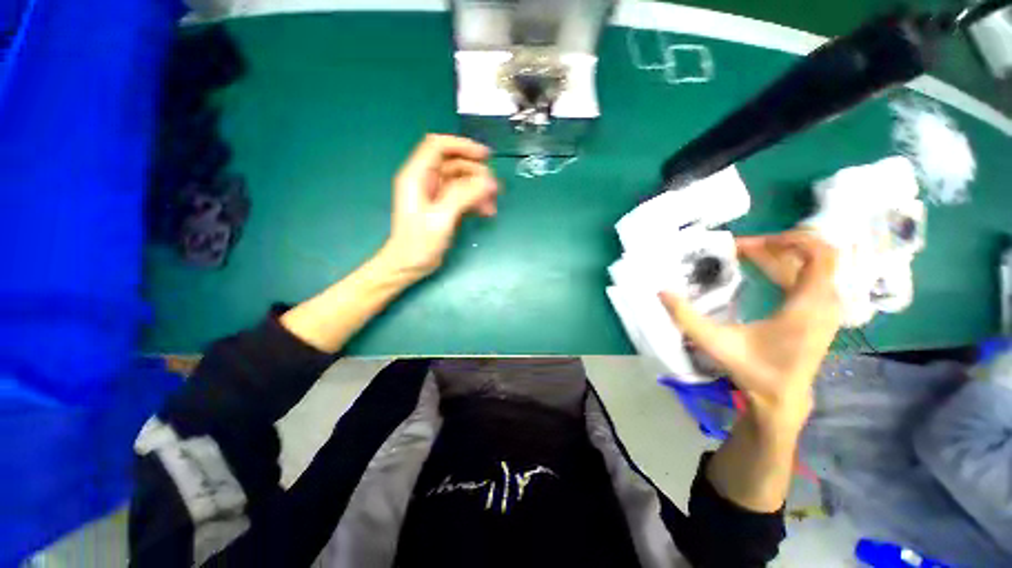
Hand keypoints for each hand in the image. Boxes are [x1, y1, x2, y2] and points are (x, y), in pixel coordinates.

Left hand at [381, 134, 499, 278]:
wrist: (409, 266)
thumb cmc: (419, 243)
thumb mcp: (440, 218)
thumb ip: (463, 196)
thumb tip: (488, 181)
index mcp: (416, 176)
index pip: (438, 146)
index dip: (462, 146)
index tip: (485, 156)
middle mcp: (425, 180)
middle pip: (455, 164)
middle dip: (476, 174)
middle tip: (495, 190)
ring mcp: (435, 194)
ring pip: (462, 181)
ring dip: (479, 190)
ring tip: (492, 207)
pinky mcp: (443, 206)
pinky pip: (463, 195)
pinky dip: (476, 201)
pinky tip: (486, 212)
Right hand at [660, 231, 840, 429]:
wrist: (782, 397)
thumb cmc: (753, 370)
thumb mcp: (715, 343)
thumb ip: (686, 317)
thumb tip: (662, 292)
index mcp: (807, 307)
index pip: (820, 255)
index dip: (790, 240)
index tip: (754, 242)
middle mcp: (824, 302)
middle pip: (813, 256)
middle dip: (775, 246)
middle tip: (740, 247)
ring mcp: (825, 307)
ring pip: (811, 266)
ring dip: (779, 255)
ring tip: (746, 254)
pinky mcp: (819, 312)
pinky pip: (809, 277)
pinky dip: (785, 267)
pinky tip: (760, 270)